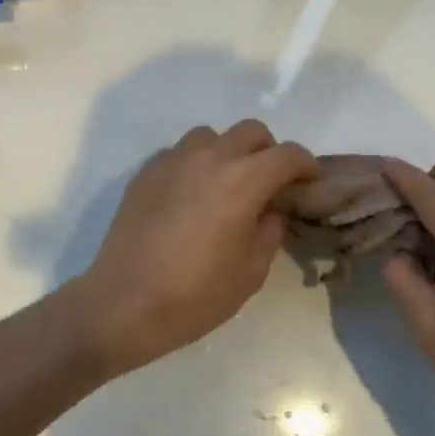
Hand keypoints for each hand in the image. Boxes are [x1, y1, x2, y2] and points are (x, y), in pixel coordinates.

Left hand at [73, 121, 317, 374]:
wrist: (124, 303)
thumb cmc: (195, 295)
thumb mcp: (251, 272)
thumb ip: (270, 231)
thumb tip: (270, 209)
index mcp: (243, 181)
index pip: (287, 155)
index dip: (306, 165)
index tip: (309, 182)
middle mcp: (209, 158)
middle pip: (251, 131)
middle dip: (268, 152)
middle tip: (269, 184)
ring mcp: (172, 161)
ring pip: (211, 136)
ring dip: (228, 152)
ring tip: (226, 185)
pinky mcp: (146, 172)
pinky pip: (180, 153)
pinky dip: (195, 164)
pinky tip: (190, 196)